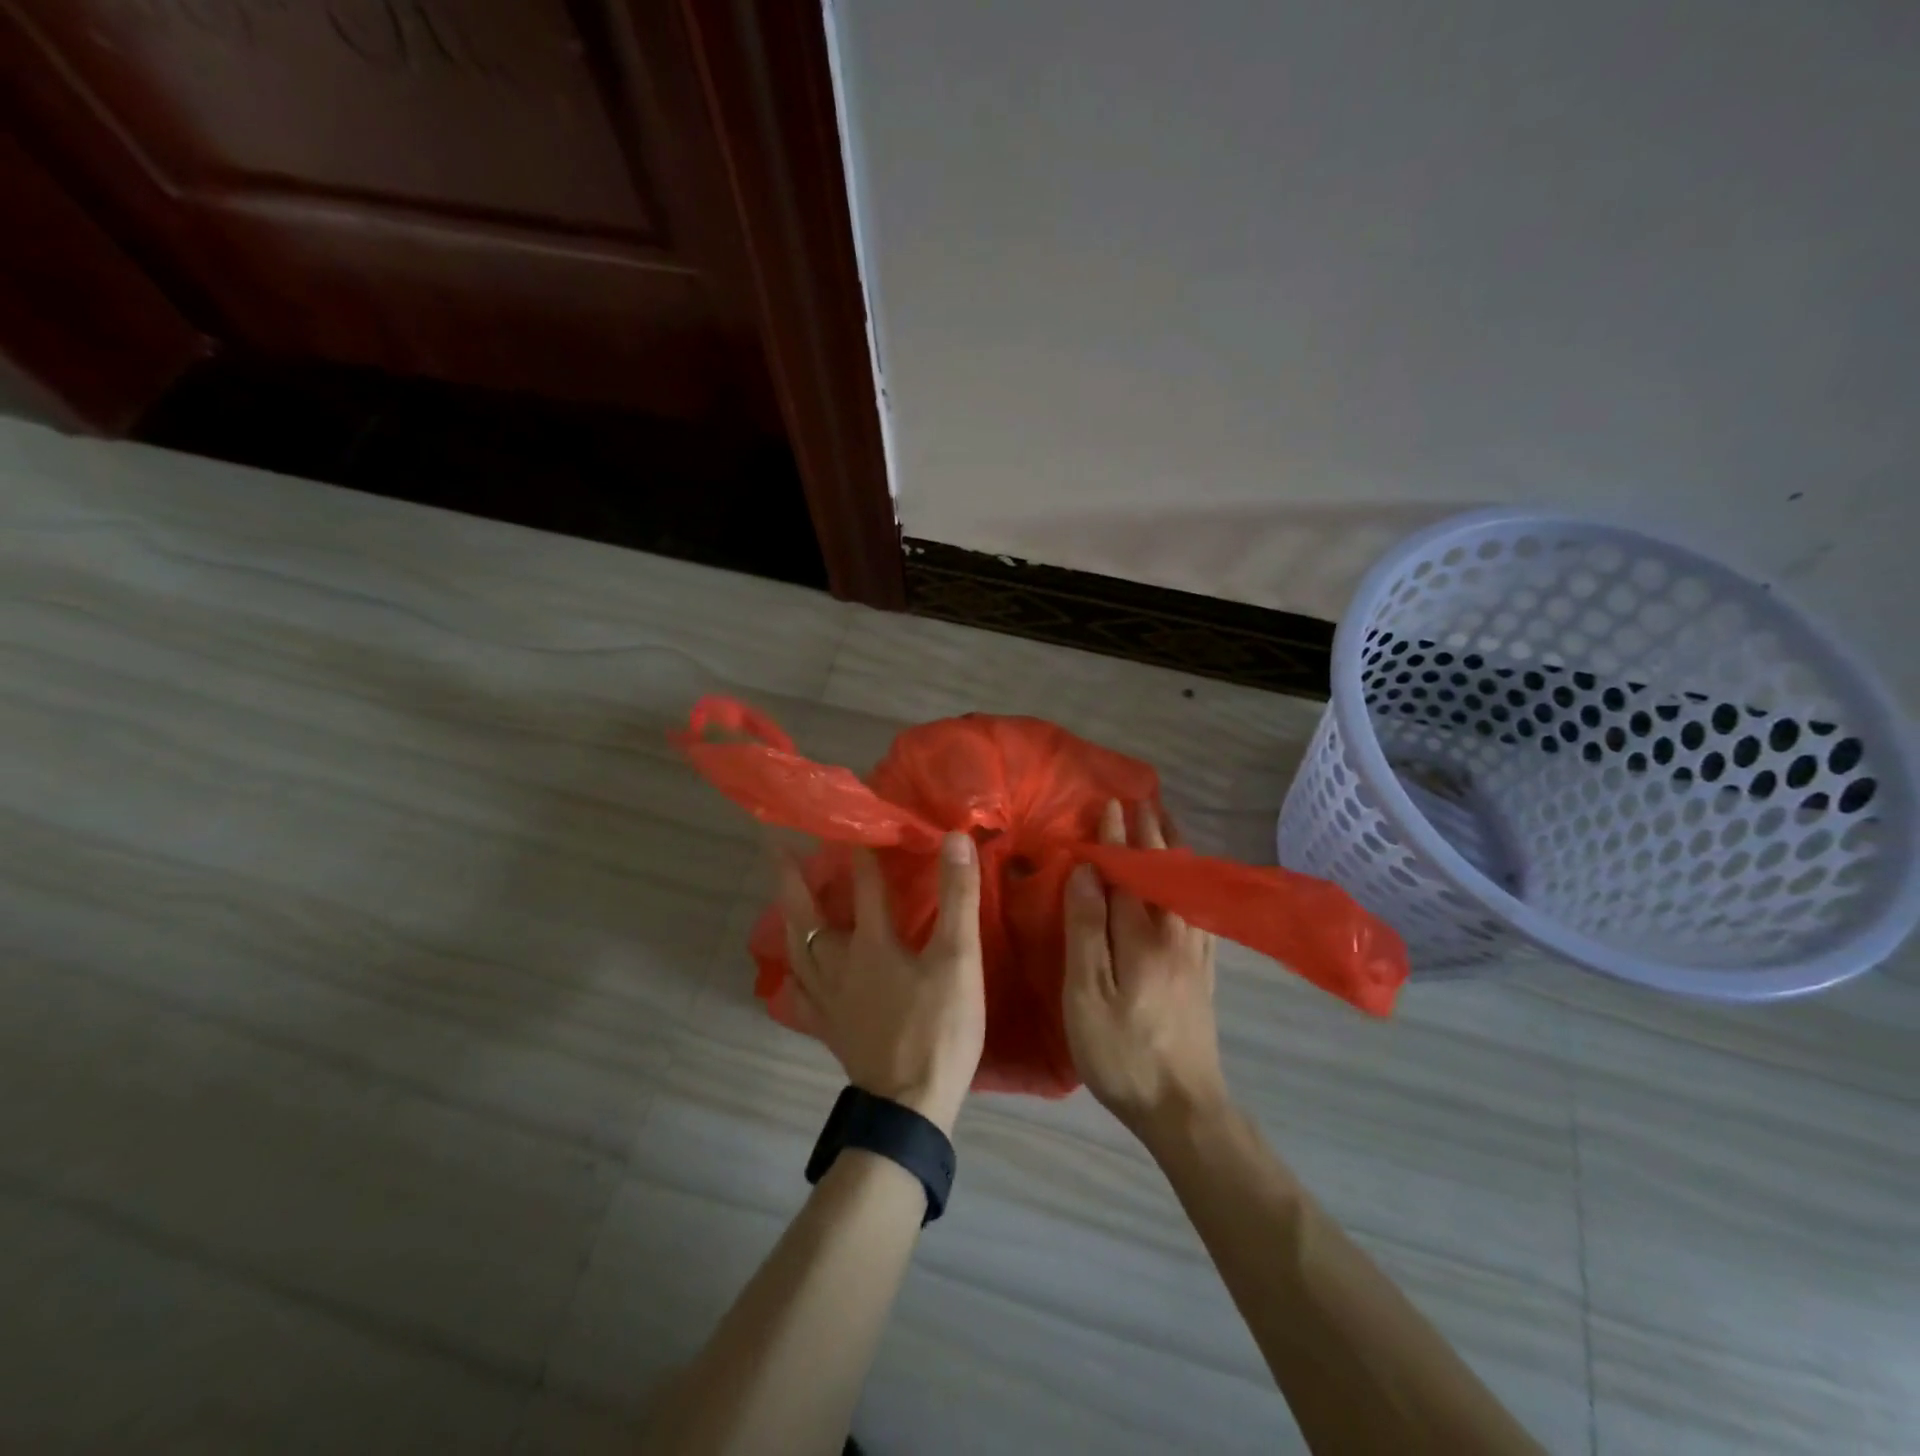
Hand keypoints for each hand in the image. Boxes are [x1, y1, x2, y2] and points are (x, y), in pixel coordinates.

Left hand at [774, 834, 985, 1135]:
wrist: (910, 1106)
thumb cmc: (939, 1028)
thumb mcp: (959, 959)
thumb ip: (958, 898)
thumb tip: (954, 839)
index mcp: (871, 944)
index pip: (864, 885)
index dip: (860, 851)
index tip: (853, 818)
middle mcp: (839, 965)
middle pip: (807, 915)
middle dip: (791, 877)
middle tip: (774, 846)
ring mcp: (828, 999)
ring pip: (797, 950)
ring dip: (788, 917)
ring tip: (782, 898)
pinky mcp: (828, 1028)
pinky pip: (801, 994)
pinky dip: (794, 976)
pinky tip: (794, 975)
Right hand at [1062, 800, 1227, 1142]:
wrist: (1184, 1107)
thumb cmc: (1122, 1053)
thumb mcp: (1087, 995)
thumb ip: (1086, 930)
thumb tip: (1086, 872)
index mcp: (1141, 936)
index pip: (1128, 872)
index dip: (1117, 837)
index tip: (1110, 803)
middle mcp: (1175, 934)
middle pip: (1166, 871)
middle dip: (1152, 833)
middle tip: (1144, 800)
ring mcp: (1196, 953)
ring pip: (1188, 886)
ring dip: (1176, 850)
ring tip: (1168, 825)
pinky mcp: (1205, 972)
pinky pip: (1202, 908)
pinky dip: (1194, 881)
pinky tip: (1193, 882)